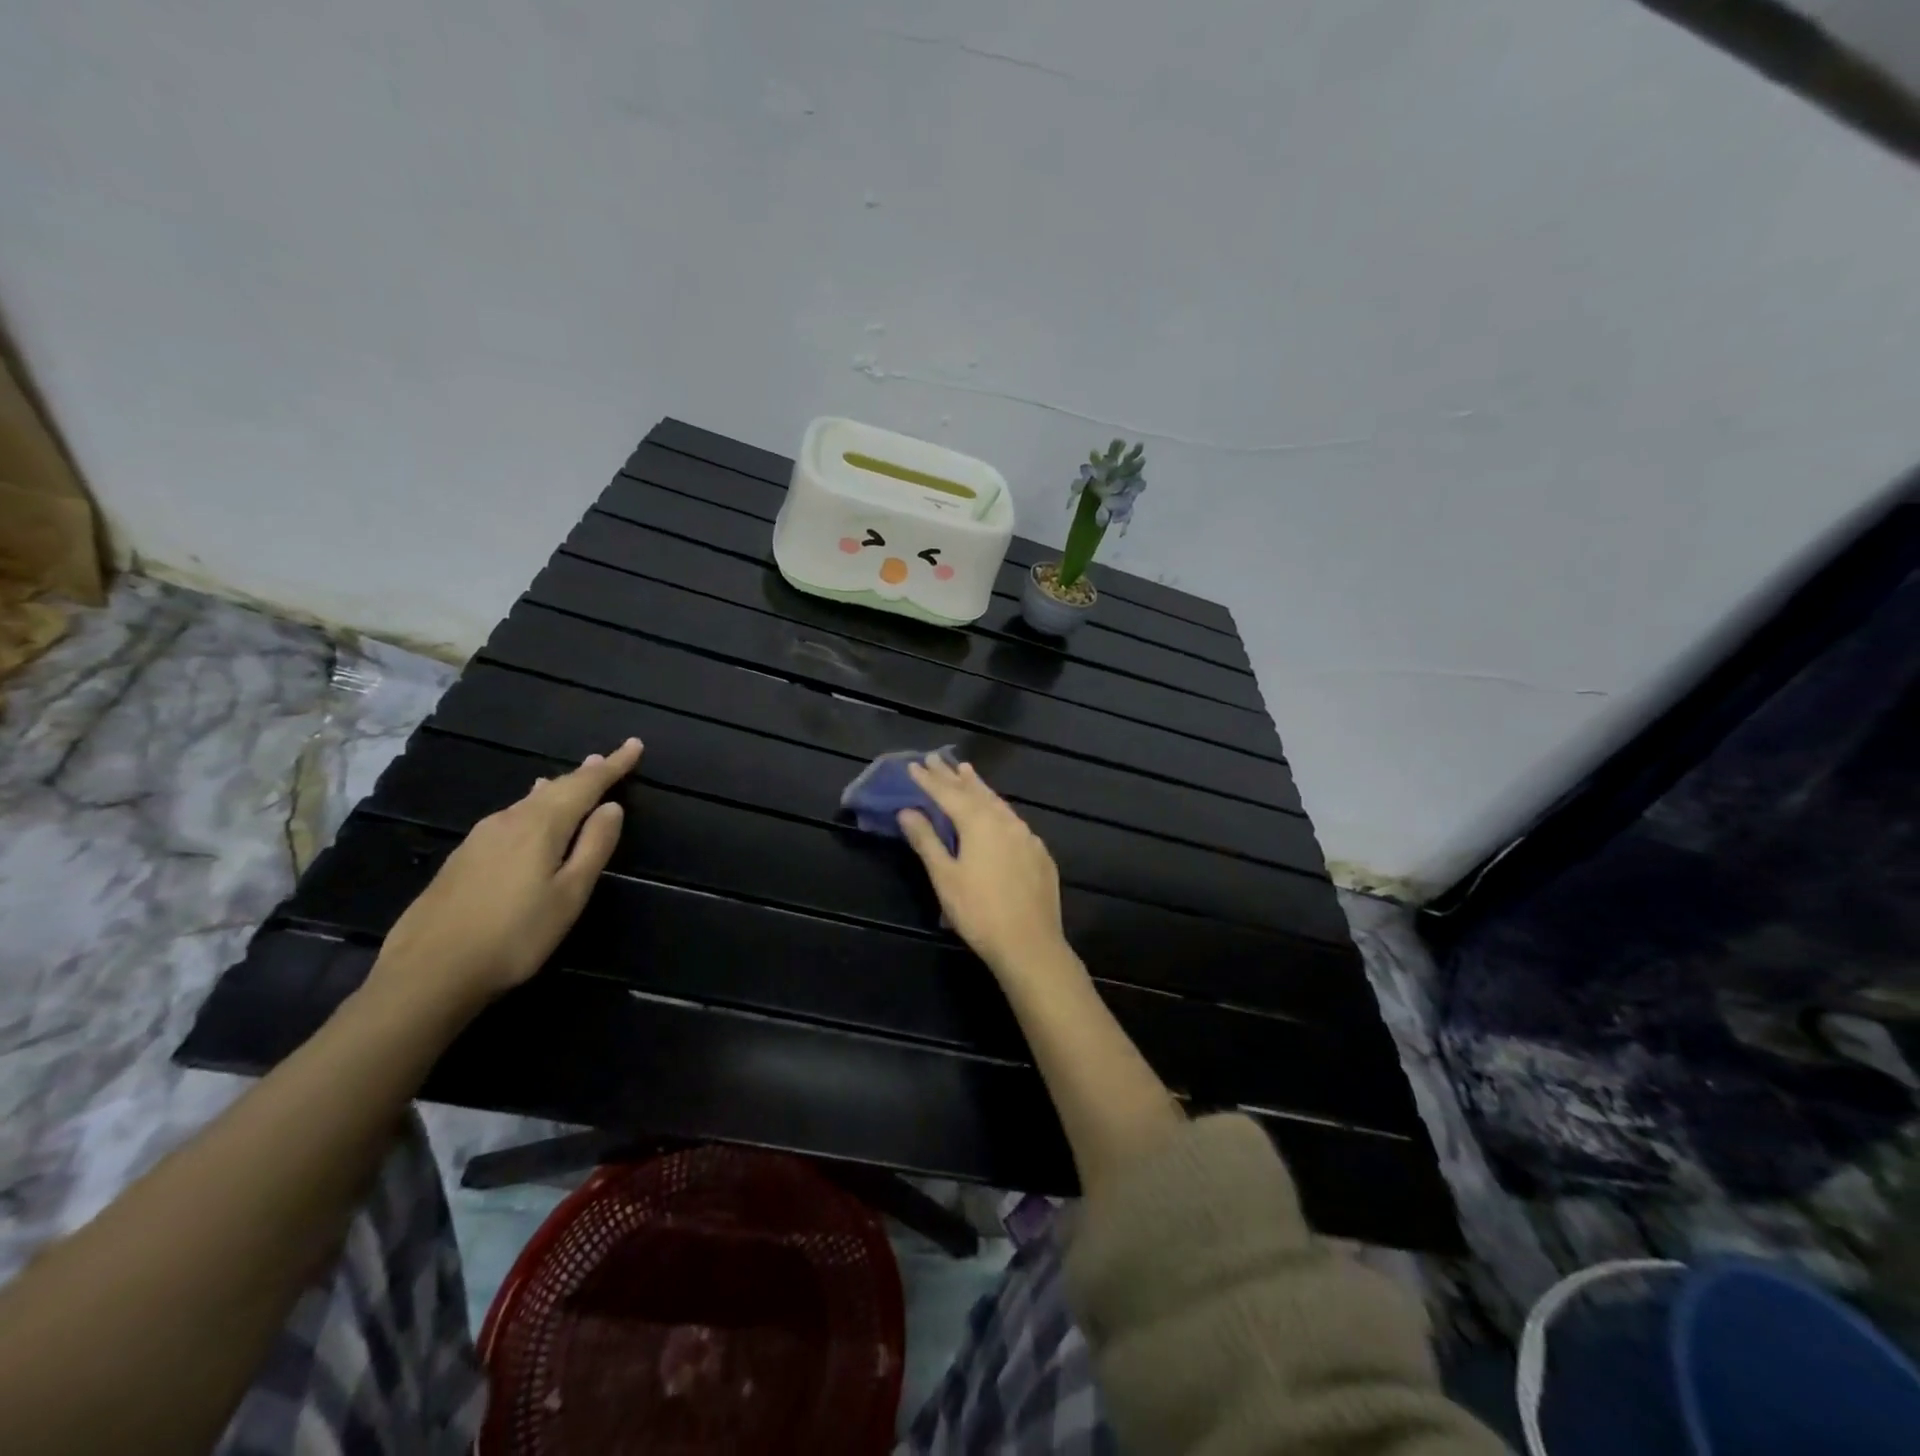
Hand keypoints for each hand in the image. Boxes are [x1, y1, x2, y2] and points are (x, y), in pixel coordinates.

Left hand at [369, 738, 642, 1009]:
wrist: (428, 973)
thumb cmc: (515, 936)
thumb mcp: (569, 895)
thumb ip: (594, 846)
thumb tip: (612, 807)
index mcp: (541, 825)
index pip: (585, 784)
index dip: (613, 764)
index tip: (634, 745)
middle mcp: (509, 820)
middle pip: (555, 788)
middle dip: (584, 774)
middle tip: (605, 761)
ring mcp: (480, 838)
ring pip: (528, 802)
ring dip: (557, 790)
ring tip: (572, 781)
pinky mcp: (462, 858)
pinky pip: (509, 818)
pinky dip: (532, 808)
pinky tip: (529, 816)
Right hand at [897, 758, 1074, 980]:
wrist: (1030, 944)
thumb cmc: (979, 912)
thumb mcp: (945, 877)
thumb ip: (926, 840)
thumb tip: (908, 811)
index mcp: (979, 823)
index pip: (948, 794)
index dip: (929, 780)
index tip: (914, 765)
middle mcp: (1005, 821)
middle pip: (975, 792)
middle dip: (954, 776)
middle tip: (937, 759)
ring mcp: (1027, 836)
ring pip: (998, 803)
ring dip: (979, 787)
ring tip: (967, 773)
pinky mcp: (1039, 853)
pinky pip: (1013, 821)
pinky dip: (998, 809)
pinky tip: (996, 813)